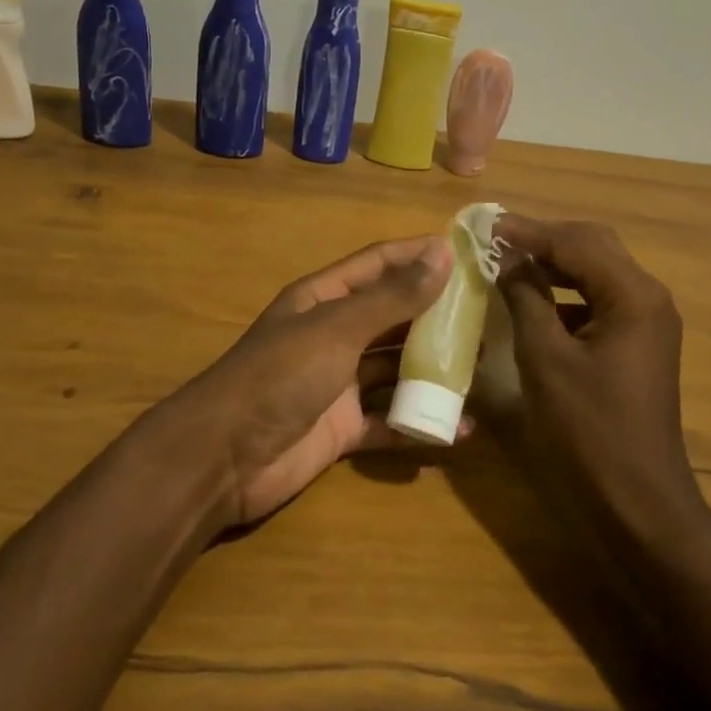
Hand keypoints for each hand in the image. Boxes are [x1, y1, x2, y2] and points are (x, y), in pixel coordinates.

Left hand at [173, 235, 456, 524]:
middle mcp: (333, 334)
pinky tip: (460, 428)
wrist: (224, 458)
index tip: (468, 252)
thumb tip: (442, 252)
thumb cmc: (280, 376)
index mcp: (324, 298)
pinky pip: (390, 419)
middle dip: (435, 315)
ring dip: (433, 368)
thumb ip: (392, 296)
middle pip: (392, 316)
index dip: (419, 254)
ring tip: (482, 365)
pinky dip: (420, 422)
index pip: (379, 264)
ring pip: (395, 368)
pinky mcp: (342, 427)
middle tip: (486, 315)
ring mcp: (338, 382)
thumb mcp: (338, 328)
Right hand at [493, 215, 699, 534]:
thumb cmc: (588, 431)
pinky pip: (599, 300)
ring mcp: (647, 322)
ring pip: (597, 271)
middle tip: (495, 238)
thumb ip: (526, 298)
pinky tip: (534, 299)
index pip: (576, 242)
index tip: (484, 223)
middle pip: (593, 247)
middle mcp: (648, 298)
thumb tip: (505, 258)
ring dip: (554, 262)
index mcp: (633, 295)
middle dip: (543, 239)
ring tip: (507, 260)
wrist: (637, 503)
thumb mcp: (546, 358)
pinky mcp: (637, 344)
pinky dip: (566, 292)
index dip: (527, 231)